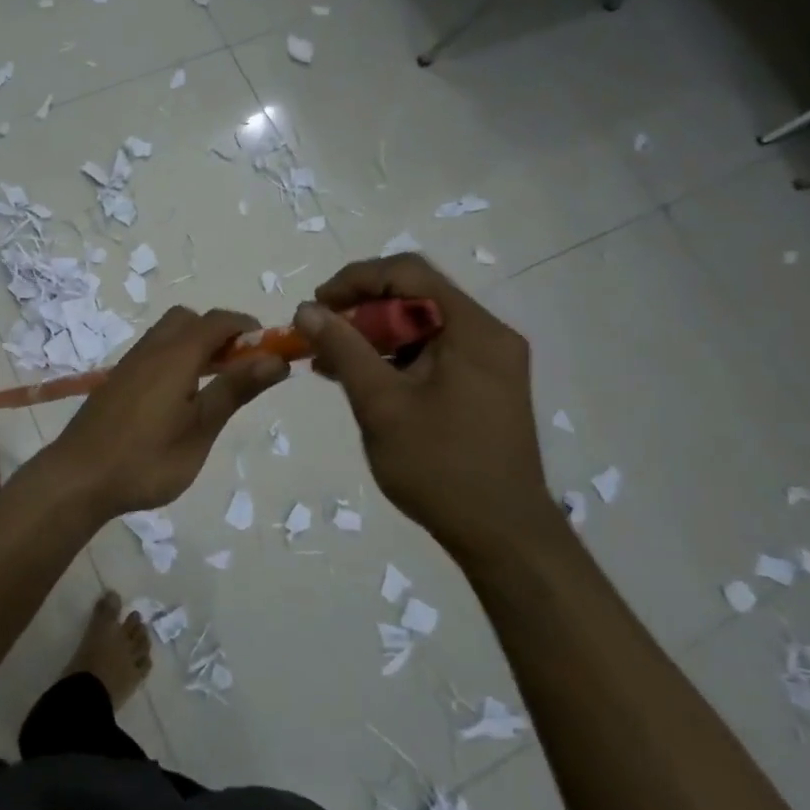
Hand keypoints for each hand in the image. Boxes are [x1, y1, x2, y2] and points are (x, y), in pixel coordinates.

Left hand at [37, 307, 288, 517]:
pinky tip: (179, 399)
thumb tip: (275, 358)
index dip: (247, 327)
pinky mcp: (117, 381)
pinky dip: (175, 359)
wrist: (78, 478)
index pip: (218, 320)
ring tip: (212, 387)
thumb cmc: (146, 459)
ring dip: (195, 346)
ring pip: (168, 335)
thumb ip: (235, 390)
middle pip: (189, 319)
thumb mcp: (200, 429)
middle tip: (238, 369)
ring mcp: (130, 364)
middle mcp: (151, 349)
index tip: (270, 351)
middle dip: (219, 333)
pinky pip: (153, 353)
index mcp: (175, 355)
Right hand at [295, 256, 562, 565]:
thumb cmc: (440, 466)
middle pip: (415, 296)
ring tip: (329, 361)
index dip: (356, 279)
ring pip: (420, 326)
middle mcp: (488, 335)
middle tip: (321, 335)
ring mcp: (488, 362)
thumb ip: (343, 349)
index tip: (317, 306)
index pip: (408, 273)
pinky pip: (431, 352)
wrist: (502, 536)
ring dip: (373, 336)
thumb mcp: (381, 404)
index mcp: (473, 329)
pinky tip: (359, 379)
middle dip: (361, 310)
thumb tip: (307, 309)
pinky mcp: (482, 386)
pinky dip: (393, 358)